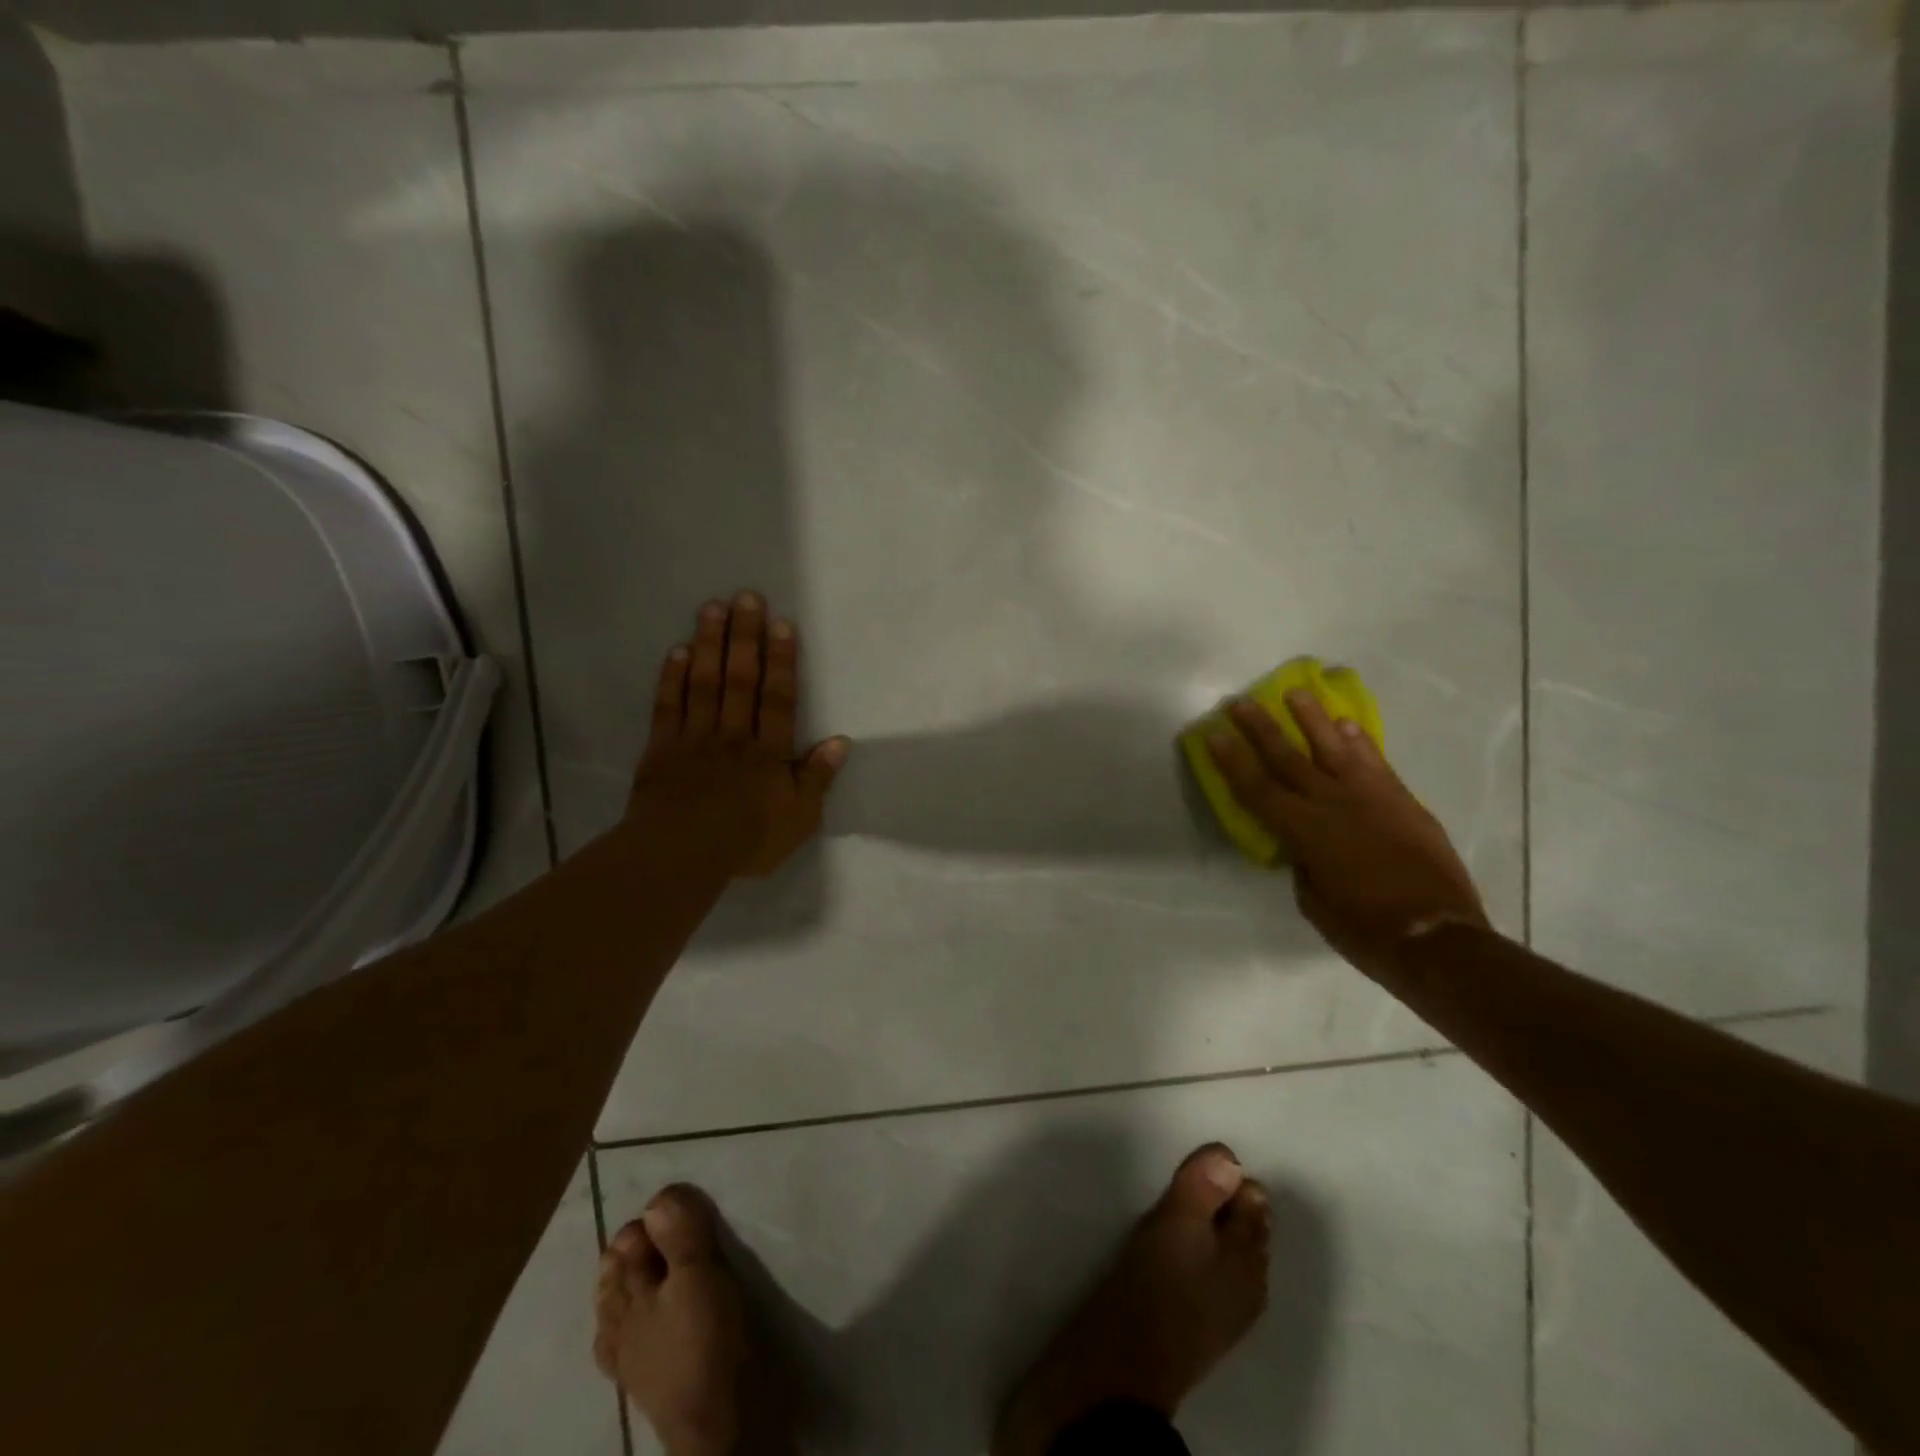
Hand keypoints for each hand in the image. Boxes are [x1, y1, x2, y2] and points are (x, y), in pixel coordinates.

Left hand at [627, 592, 849, 877]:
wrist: (681, 856)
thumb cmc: (747, 840)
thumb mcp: (799, 818)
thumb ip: (817, 778)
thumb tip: (840, 741)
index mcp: (769, 752)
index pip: (779, 698)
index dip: (782, 660)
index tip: (782, 623)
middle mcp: (734, 735)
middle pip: (741, 679)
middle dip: (745, 637)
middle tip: (746, 596)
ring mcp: (695, 738)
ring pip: (705, 683)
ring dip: (710, 644)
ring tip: (712, 607)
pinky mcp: (662, 748)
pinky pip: (669, 706)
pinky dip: (672, 677)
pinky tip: (678, 650)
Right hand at [1204, 691, 1486, 978]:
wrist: (1437, 937)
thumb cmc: (1364, 929)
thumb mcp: (1314, 902)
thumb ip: (1303, 864)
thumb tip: (1304, 847)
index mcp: (1304, 832)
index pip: (1257, 788)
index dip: (1232, 761)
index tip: (1214, 734)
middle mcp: (1333, 804)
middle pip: (1288, 758)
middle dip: (1260, 728)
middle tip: (1240, 701)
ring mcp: (1371, 798)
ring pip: (1334, 748)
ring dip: (1312, 719)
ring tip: (1296, 692)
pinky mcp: (1402, 802)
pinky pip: (1376, 763)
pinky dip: (1359, 742)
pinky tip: (1347, 725)